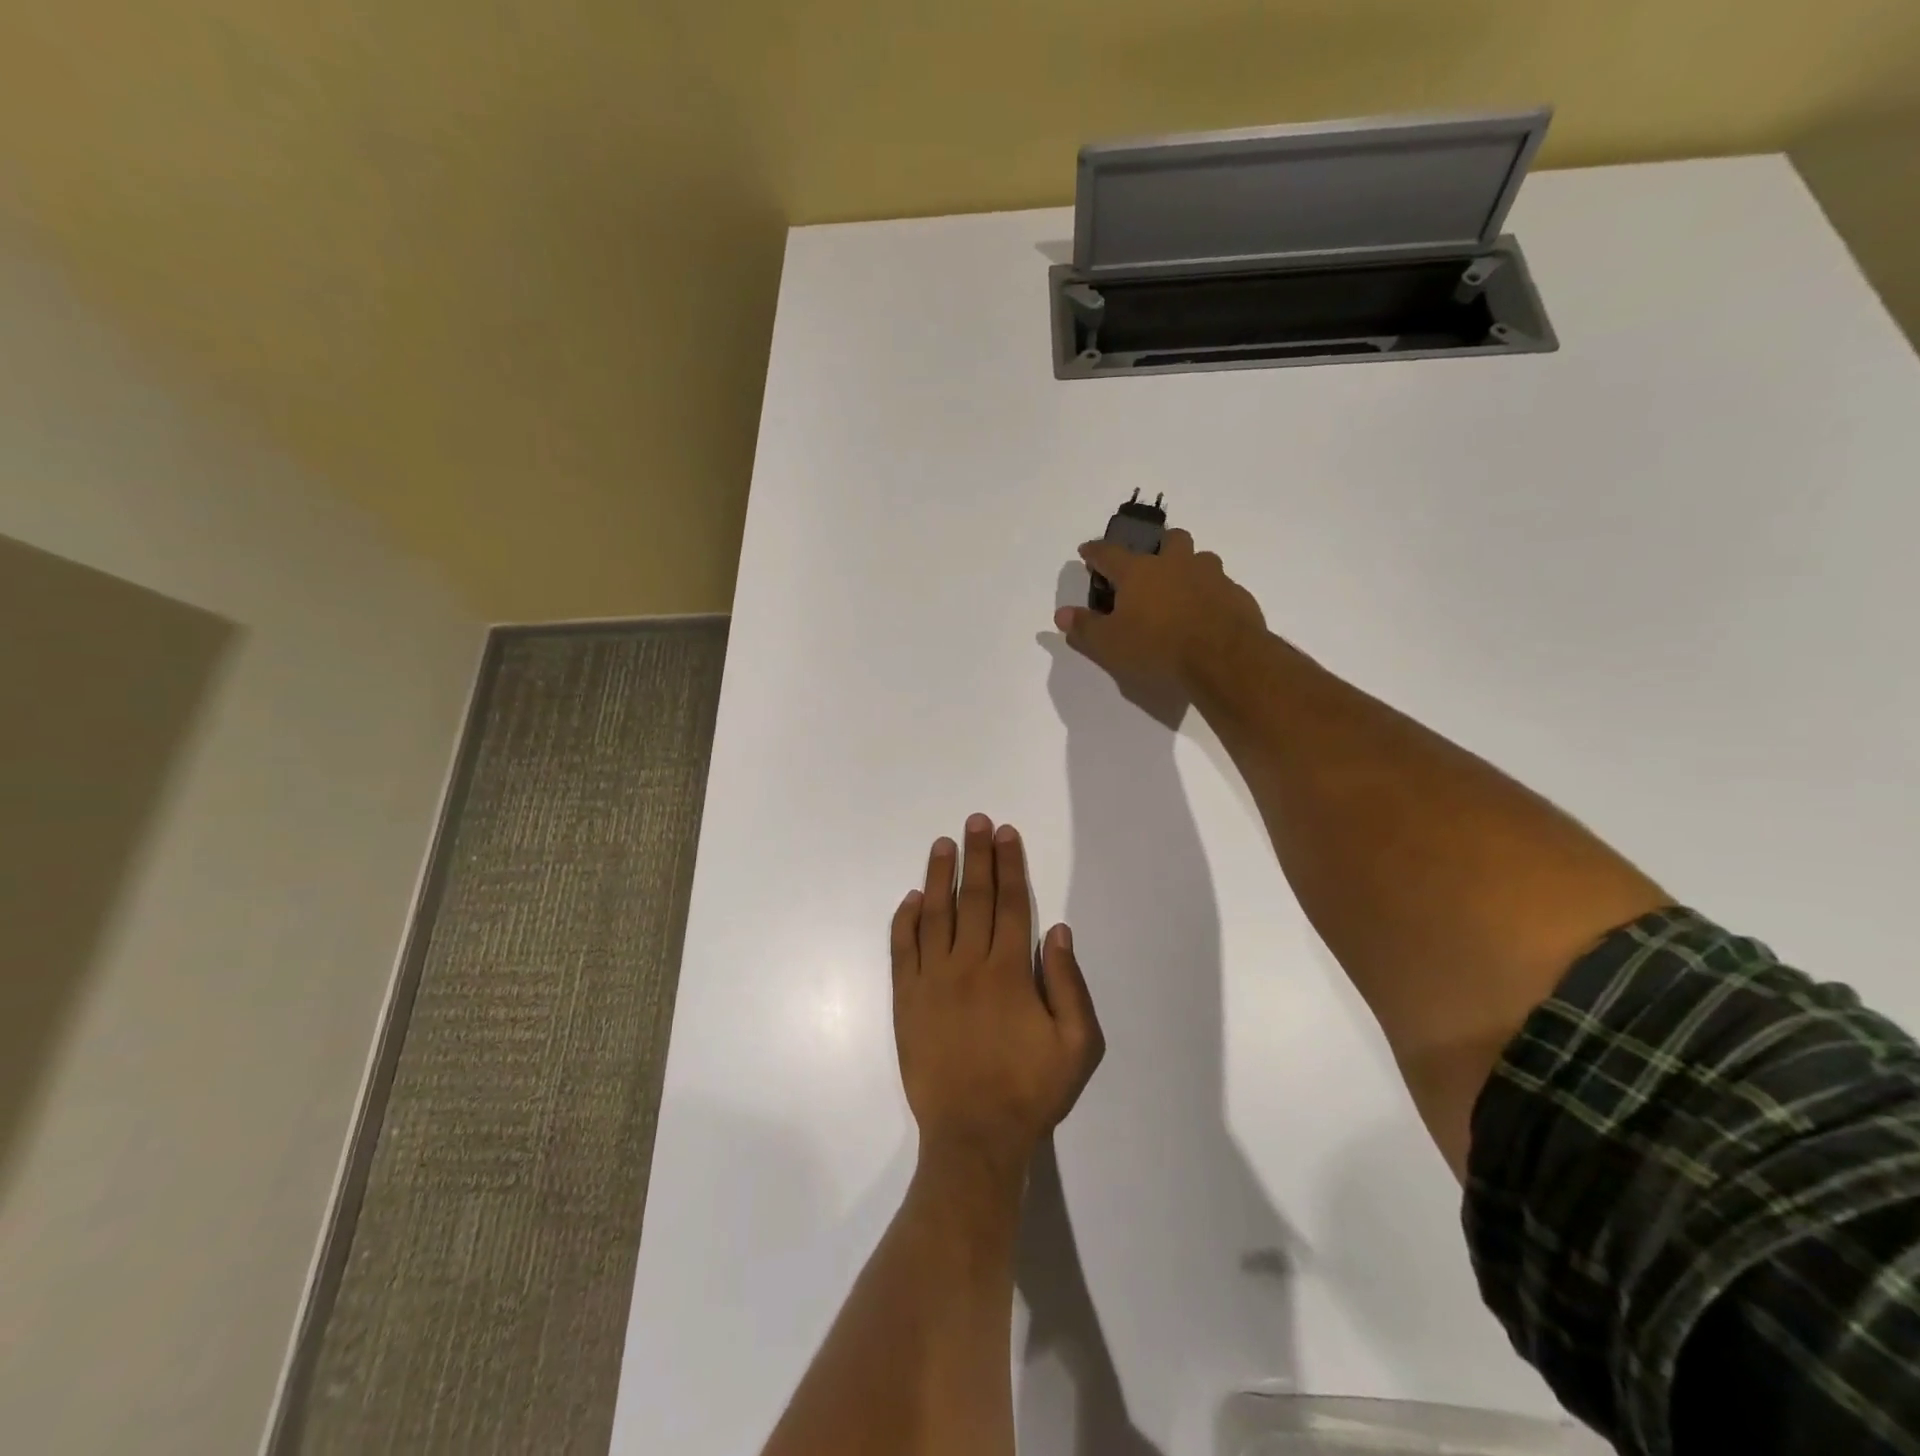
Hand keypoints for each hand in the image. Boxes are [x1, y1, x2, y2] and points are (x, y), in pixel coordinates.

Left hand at [892, 815, 1103, 1184]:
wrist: (973, 1136)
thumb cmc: (1030, 1090)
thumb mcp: (1076, 1044)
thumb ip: (1068, 982)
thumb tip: (1056, 929)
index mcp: (1009, 971)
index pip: (1010, 904)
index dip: (1009, 865)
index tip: (1006, 834)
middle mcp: (968, 965)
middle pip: (973, 898)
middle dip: (977, 856)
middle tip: (976, 821)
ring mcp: (931, 981)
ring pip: (935, 915)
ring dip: (940, 876)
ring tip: (944, 843)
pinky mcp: (906, 1000)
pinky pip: (903, 949)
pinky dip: (906, 920)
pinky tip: (912, 897)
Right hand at [1054, 529, 1265, 700]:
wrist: (1223, 658)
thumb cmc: (1157, 647)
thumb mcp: (1110, 644)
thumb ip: (1084, 627)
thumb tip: (1061, 615)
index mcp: (1139, 572)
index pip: (1109, 553)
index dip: (1094, 552)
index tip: (1086, 552)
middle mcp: (1176, 564)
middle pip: (1169, 539)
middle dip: (1157, 546)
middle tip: (1150, 565)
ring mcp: (1211, 577)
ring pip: (1201, 559)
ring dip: (1189, 568)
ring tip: (1181, 591)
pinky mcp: (1236, 596)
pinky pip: (1221, 587)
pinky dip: (1210, 595)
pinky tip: (1206, 615)